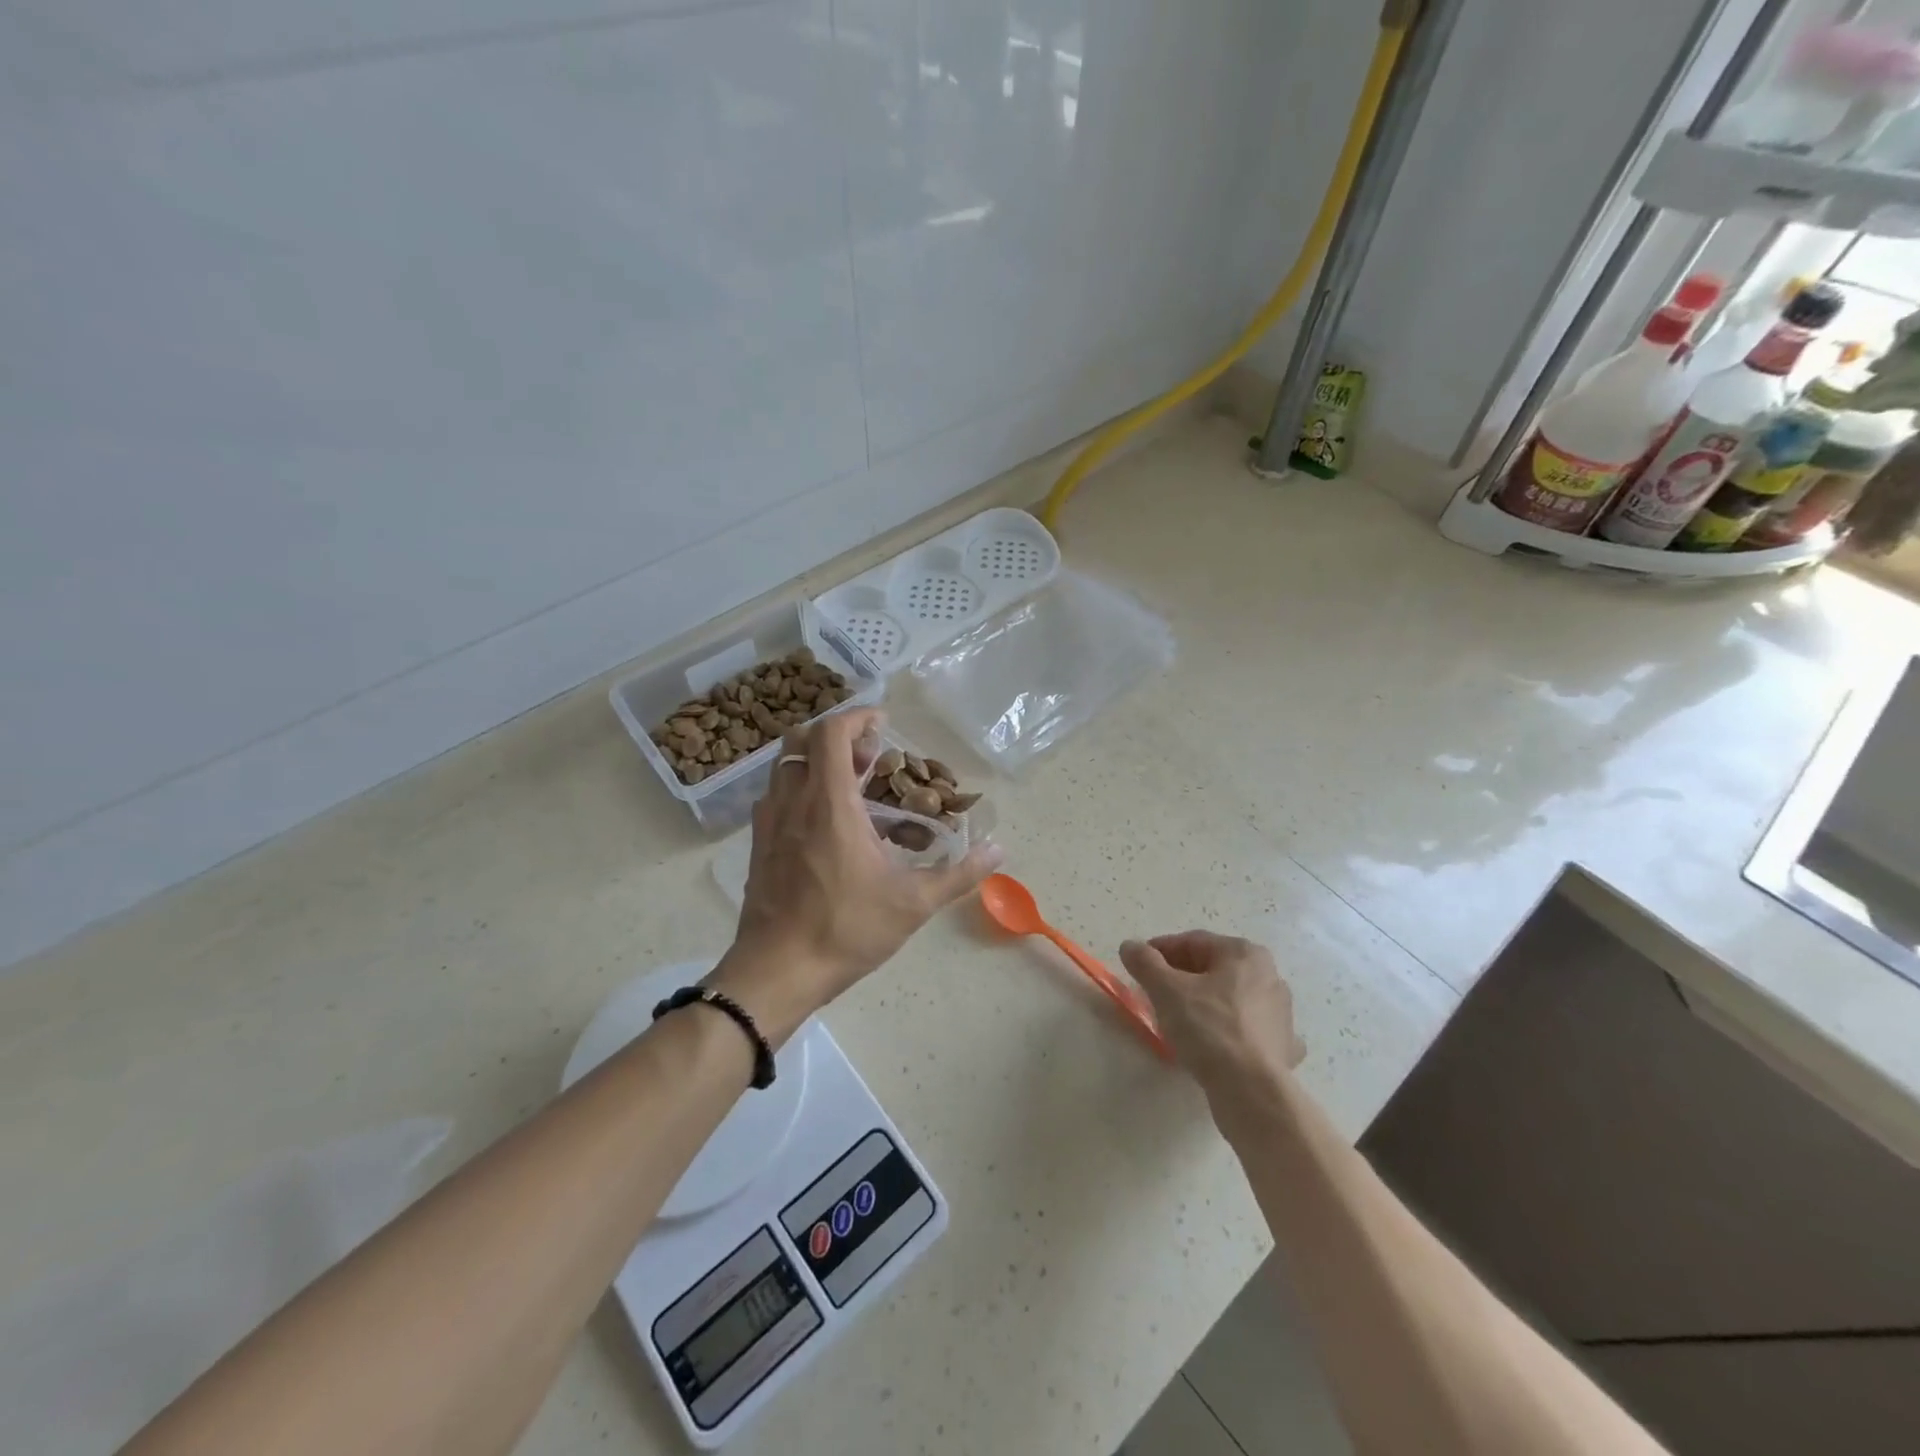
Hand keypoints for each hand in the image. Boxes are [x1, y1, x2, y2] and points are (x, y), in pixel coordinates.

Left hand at [712, 708, 1000, 1042]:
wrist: (777, 972)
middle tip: (870, 759)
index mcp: (830, 804)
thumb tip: (999, 851)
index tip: (883, 722)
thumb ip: (959, 873)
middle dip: (837, 738)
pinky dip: (801, 790)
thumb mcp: (913, 903)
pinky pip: (777, 797)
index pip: (831, 732)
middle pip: (802, 740)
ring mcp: (770, 823)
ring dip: (817, 763)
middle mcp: (793, 802)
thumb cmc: (846, 930)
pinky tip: (825, 825)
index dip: (857, 716)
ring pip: (786, 767)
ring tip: (852, 789)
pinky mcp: (759, 845)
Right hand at [1119, 932, 1305, 1118]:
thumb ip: (1145, 962)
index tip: (1138, 965)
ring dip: (1204, 1003)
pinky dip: (1230, 1031)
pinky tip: (1215, 1044)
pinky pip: (1249, 1030)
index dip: (1160, 951)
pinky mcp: (1284, 1047)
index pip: (1193, 942)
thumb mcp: (1166, 990)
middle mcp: (1269, 976)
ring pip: (1230, 999)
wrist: (1251, 1091)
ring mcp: (1282, 1014)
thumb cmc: (1208, 1028)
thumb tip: (1130, 946)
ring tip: (1177, 1021)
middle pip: (1213, 969)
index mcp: (1244, 954)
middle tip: (1153, 993)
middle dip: (1181, 978)